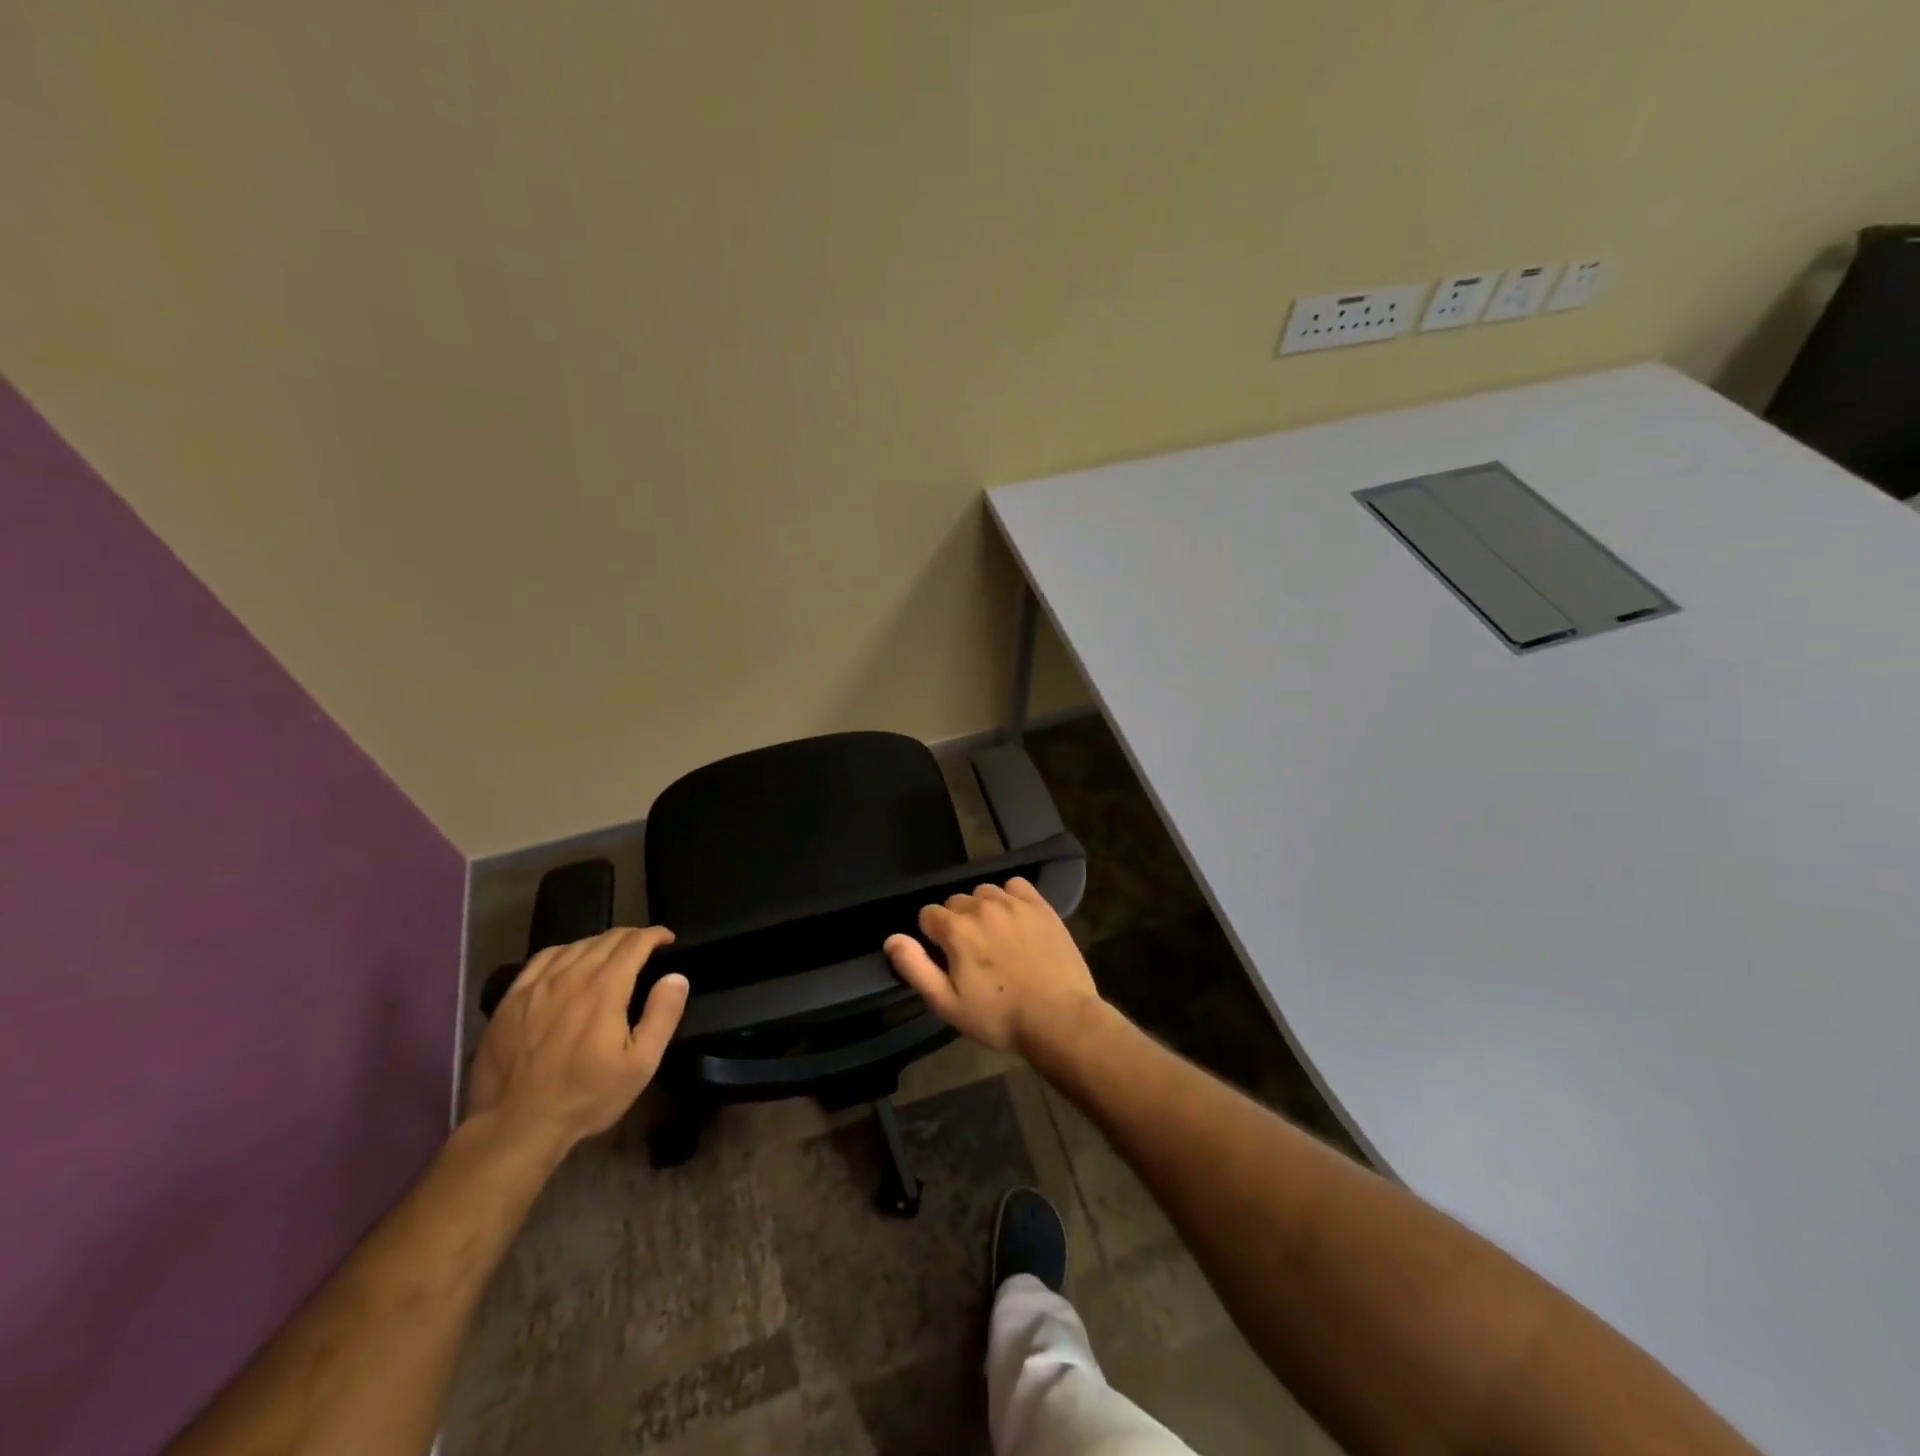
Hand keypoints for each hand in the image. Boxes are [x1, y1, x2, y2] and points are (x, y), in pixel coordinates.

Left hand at [465, 927, 688, 1153]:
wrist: (514, 1127)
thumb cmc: (585, 1097)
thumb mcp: (640, 1065)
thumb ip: (662, 1015)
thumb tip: (676, 977)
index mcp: (605, 988)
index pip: (635, 943)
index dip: (655, 935)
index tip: (668, 940)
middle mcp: (571, 976)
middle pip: (606, 939)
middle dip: (632, 937)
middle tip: (645, 948)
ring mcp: (536, 986)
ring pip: (575, 945)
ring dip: (600, 943)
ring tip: (611, 954)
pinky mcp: (511, 999)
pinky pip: (542, 959)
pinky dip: (565, 952)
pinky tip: (568, 963)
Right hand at [883, 877, 1100, 1056]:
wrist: (1059, 1018)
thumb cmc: (999, 1017)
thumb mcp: (947, 1003)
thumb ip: (915, 967)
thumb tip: (892, 938)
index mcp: (956, 929)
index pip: (928, 915)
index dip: (933, 937)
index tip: (947, 959)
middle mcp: (982, 907)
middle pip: (956, 902)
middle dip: (956, 923)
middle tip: (972, 955)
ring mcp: (1014, 903)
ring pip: (984, 893)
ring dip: (982, 909)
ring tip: (994, 938)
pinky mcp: (1040, 906)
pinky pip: (1015, 886)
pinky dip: (1009, 897)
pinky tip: (1015, 920)